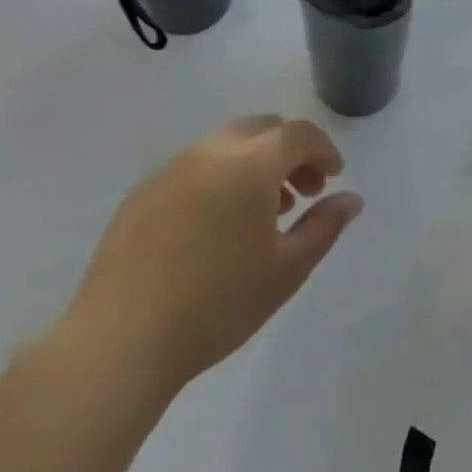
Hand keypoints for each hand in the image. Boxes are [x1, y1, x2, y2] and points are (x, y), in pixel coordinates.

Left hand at [58, 115, 363, 400]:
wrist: (119, 343)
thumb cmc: (216, 305)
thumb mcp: (286, 271)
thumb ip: (324, 226)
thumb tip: (351, 199)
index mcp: (250, 163)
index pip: (298, 134)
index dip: (323, 149)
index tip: (332, 177)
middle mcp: (211, 152)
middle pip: (262, 128)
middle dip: (289, 151)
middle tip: (302, 192)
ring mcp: (171, 169)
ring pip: (226, 144)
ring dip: (254, 163)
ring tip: (261, 213)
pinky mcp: (141, 193)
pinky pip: (193, 168)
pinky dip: (218, 178)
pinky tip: (213, 228)